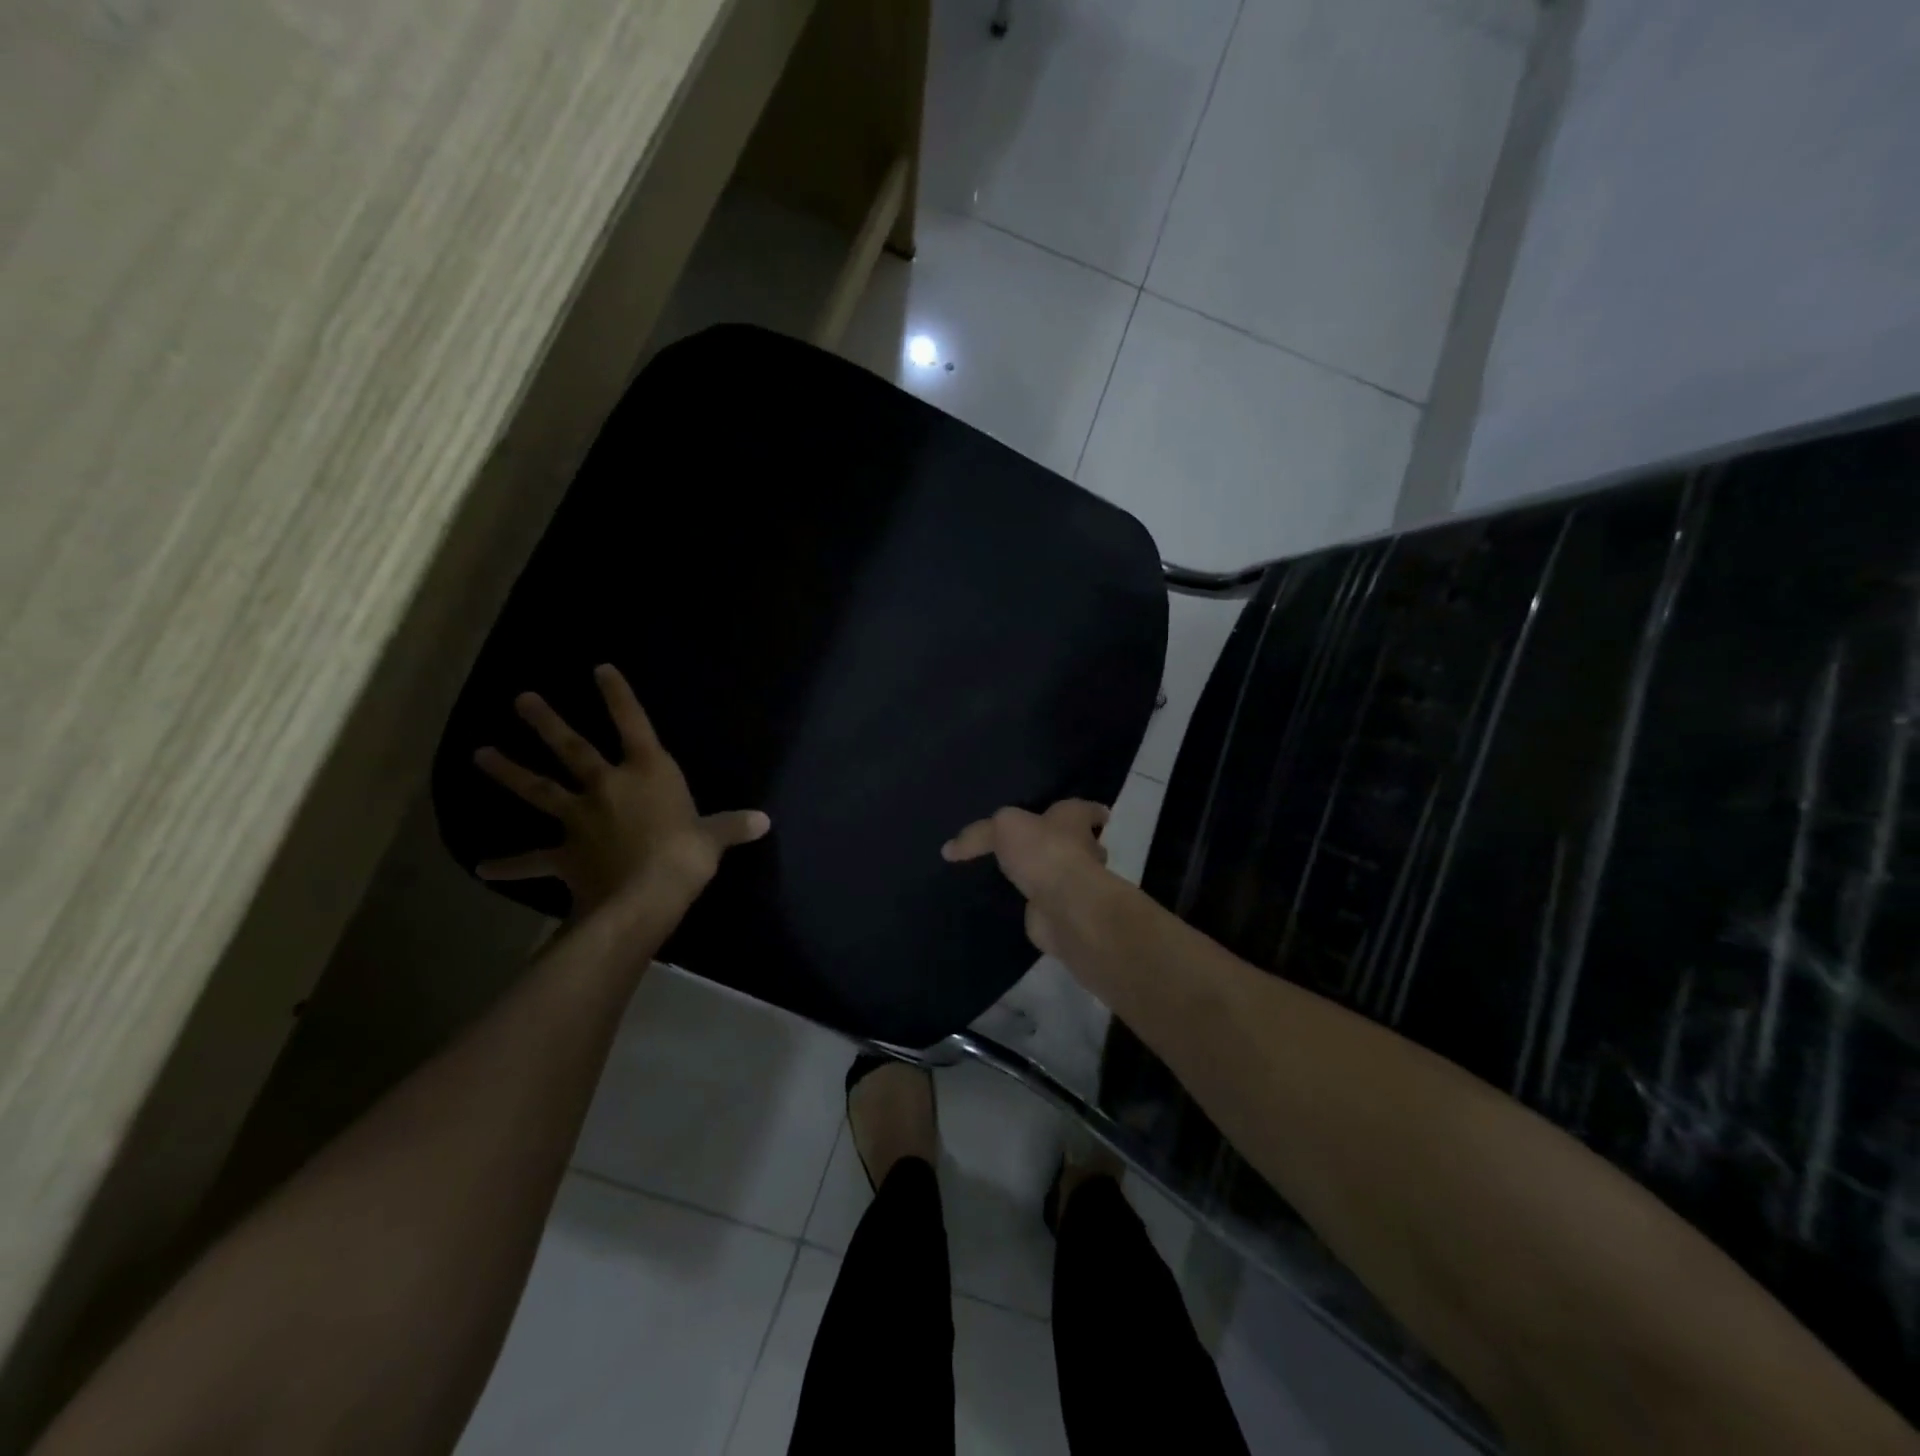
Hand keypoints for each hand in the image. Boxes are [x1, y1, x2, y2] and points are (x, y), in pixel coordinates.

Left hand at [473, 664, 768, 916]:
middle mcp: (608, 787)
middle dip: (547, 723)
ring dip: (508, 772)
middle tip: (521, 700)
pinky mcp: (564, 855)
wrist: (644, 896)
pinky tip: (483, 868)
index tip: (599, 669)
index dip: (618, 696)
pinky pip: (532, 859)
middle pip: (572, 749)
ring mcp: (580, 819)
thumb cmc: (684, 856)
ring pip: (539, 790)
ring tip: (479, 754)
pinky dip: (509, 864)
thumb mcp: (714, 839)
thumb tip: (763, 821)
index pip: (633, 725)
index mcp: (647, 773)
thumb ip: (733, 826)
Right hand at [941, 800, 1112, 957]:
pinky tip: (1016, 902)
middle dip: (1068, 844)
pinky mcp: (1062, 911)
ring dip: (1050, 874)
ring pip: (1064, 873)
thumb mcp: (1002, 828)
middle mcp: (1082, 849)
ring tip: (1020, 874)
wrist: (1062, 905)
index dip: (1089, 812)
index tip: (1095, 815)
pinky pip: (1047, 902)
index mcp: (1073, 819)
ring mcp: (1075, 883)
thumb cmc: (1043, 851)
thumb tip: (949, 849)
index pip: (1086, 810)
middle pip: (1080, 843)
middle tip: (1040, 845)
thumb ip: (978, 835)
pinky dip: (1036, 902)